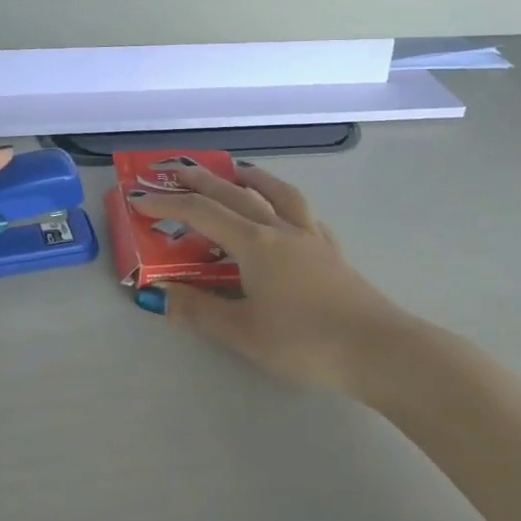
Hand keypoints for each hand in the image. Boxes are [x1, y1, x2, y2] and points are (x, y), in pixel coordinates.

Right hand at [134, 164, 411, 396]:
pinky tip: (284, 212)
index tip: (140, 197)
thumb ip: (199, 311)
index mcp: (255, 244)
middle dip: (202, 180)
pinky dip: (284, 202)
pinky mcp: (332, 252)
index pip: (202, 214)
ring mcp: (310, 238)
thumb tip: (158, 295)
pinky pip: (302, 214)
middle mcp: (280, 230)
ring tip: (236, 170)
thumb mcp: (243, 333)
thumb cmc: (306, 342)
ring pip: (276, 193)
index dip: (168, 204)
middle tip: (177, 170)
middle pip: (235, 194)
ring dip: (251, 177)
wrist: (380, 350)